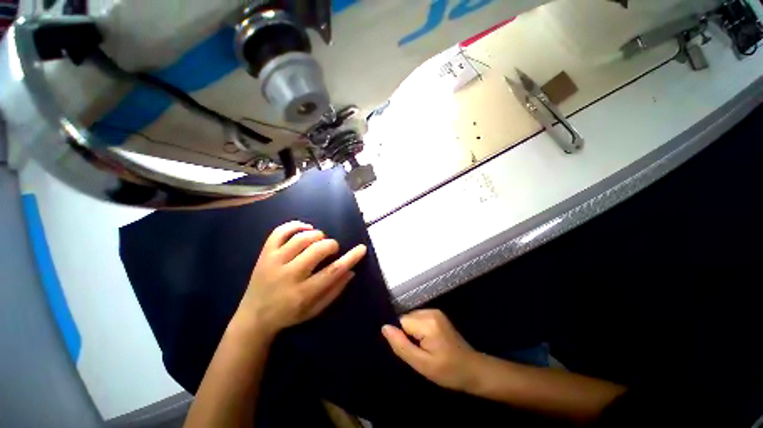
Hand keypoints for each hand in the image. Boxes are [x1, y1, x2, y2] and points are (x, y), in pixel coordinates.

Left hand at [238, 221, 366, 335]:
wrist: (253, 318)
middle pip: (317, 250)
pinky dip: (295, 225)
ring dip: (316, 235)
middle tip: (332, 249)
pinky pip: (279, 232)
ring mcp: (274, 262)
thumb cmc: (289, 315)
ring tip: (319, 240)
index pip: (333, 271)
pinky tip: (306, 228)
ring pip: (301, 238)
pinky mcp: (264, 254)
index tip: (361, 248)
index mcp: (303, 293)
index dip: (351, 258)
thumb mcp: (315, 310)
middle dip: (331, 245)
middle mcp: (289, 275)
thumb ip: (334, 291)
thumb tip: (351, 271)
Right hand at [382, 309, 482, 391]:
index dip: (402, 337)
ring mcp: (435, 311)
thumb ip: (401, 345)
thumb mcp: (422, 364)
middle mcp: (431, 311)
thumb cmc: (448, 371)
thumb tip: (384, 327)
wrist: (473, 369)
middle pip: (406, 318)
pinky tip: (429, 343)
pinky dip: (419, 330)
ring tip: (425, 349)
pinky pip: (418, 319)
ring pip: (411, 319)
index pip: (401, 322)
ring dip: (413, 333)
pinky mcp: (437, 315)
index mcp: (428, 323)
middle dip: (407, 334)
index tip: (412, 351)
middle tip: (419, 353)